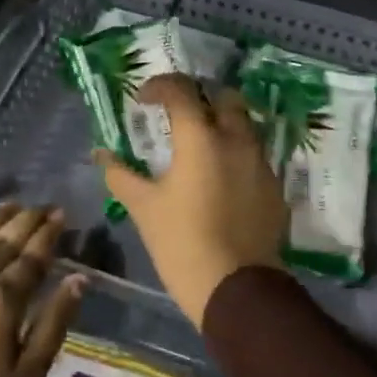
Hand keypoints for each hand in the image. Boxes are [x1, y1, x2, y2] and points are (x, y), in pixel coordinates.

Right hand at [97, 75, 287, 326]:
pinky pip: (256, 157)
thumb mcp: (144, 208)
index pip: (181, 91)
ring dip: (223, 125)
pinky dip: (237, 155)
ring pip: (245, 126)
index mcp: (201, 138)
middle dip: (201, 98)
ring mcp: (261, 163)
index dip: (159, 86)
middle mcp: (236, 140)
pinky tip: (223, 179)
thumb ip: (121, 175)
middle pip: (224, 98)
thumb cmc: (182, 243)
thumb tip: (101, 154)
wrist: (237, 290)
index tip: (143, 99)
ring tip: (202, 146)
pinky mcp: (275, 187)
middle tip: (180, 114)